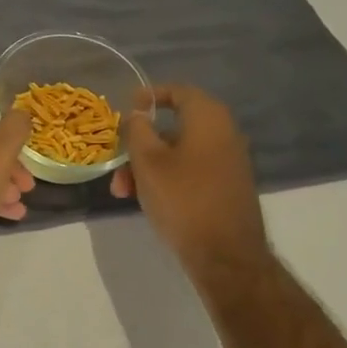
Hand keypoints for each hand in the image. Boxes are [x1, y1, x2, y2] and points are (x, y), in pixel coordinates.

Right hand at [111, 85, 269, 272]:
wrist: (226, 255)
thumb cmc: (183, 199)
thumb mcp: (148, 162)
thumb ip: (138, 131)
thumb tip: (138, 115)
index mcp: (209, 119)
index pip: (179, 91)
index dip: (150, 95)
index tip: (127, 107)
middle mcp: (224, 134)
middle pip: (175, 127)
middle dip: (140, 144)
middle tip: (117, 164)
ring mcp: (229, 162)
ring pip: (179, 152)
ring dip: (148, 166)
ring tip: (123, 192)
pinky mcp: (227, 187)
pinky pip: (191, 170)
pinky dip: (167, 177)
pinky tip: (147, 200)